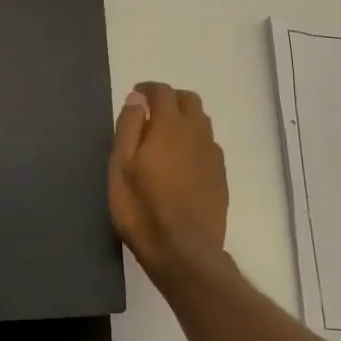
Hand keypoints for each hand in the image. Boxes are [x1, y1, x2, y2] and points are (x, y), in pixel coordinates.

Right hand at [109, 82, 228, 285]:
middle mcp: (196, 134)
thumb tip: (137, 99)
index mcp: (168, 128)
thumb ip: (128, 128)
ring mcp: (212, 156)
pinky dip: (194, 141)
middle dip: (169, 99)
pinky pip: (209, 145)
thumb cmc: (141, 209)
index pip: (163, 92)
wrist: (183, 251)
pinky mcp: (220, 176)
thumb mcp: (120, 167)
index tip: (135, 96)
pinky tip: (181, 161)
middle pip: (189, 101)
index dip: (148, 89)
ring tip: (164, 136)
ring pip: (202, 122)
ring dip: (184, 119)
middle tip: (149, 114)